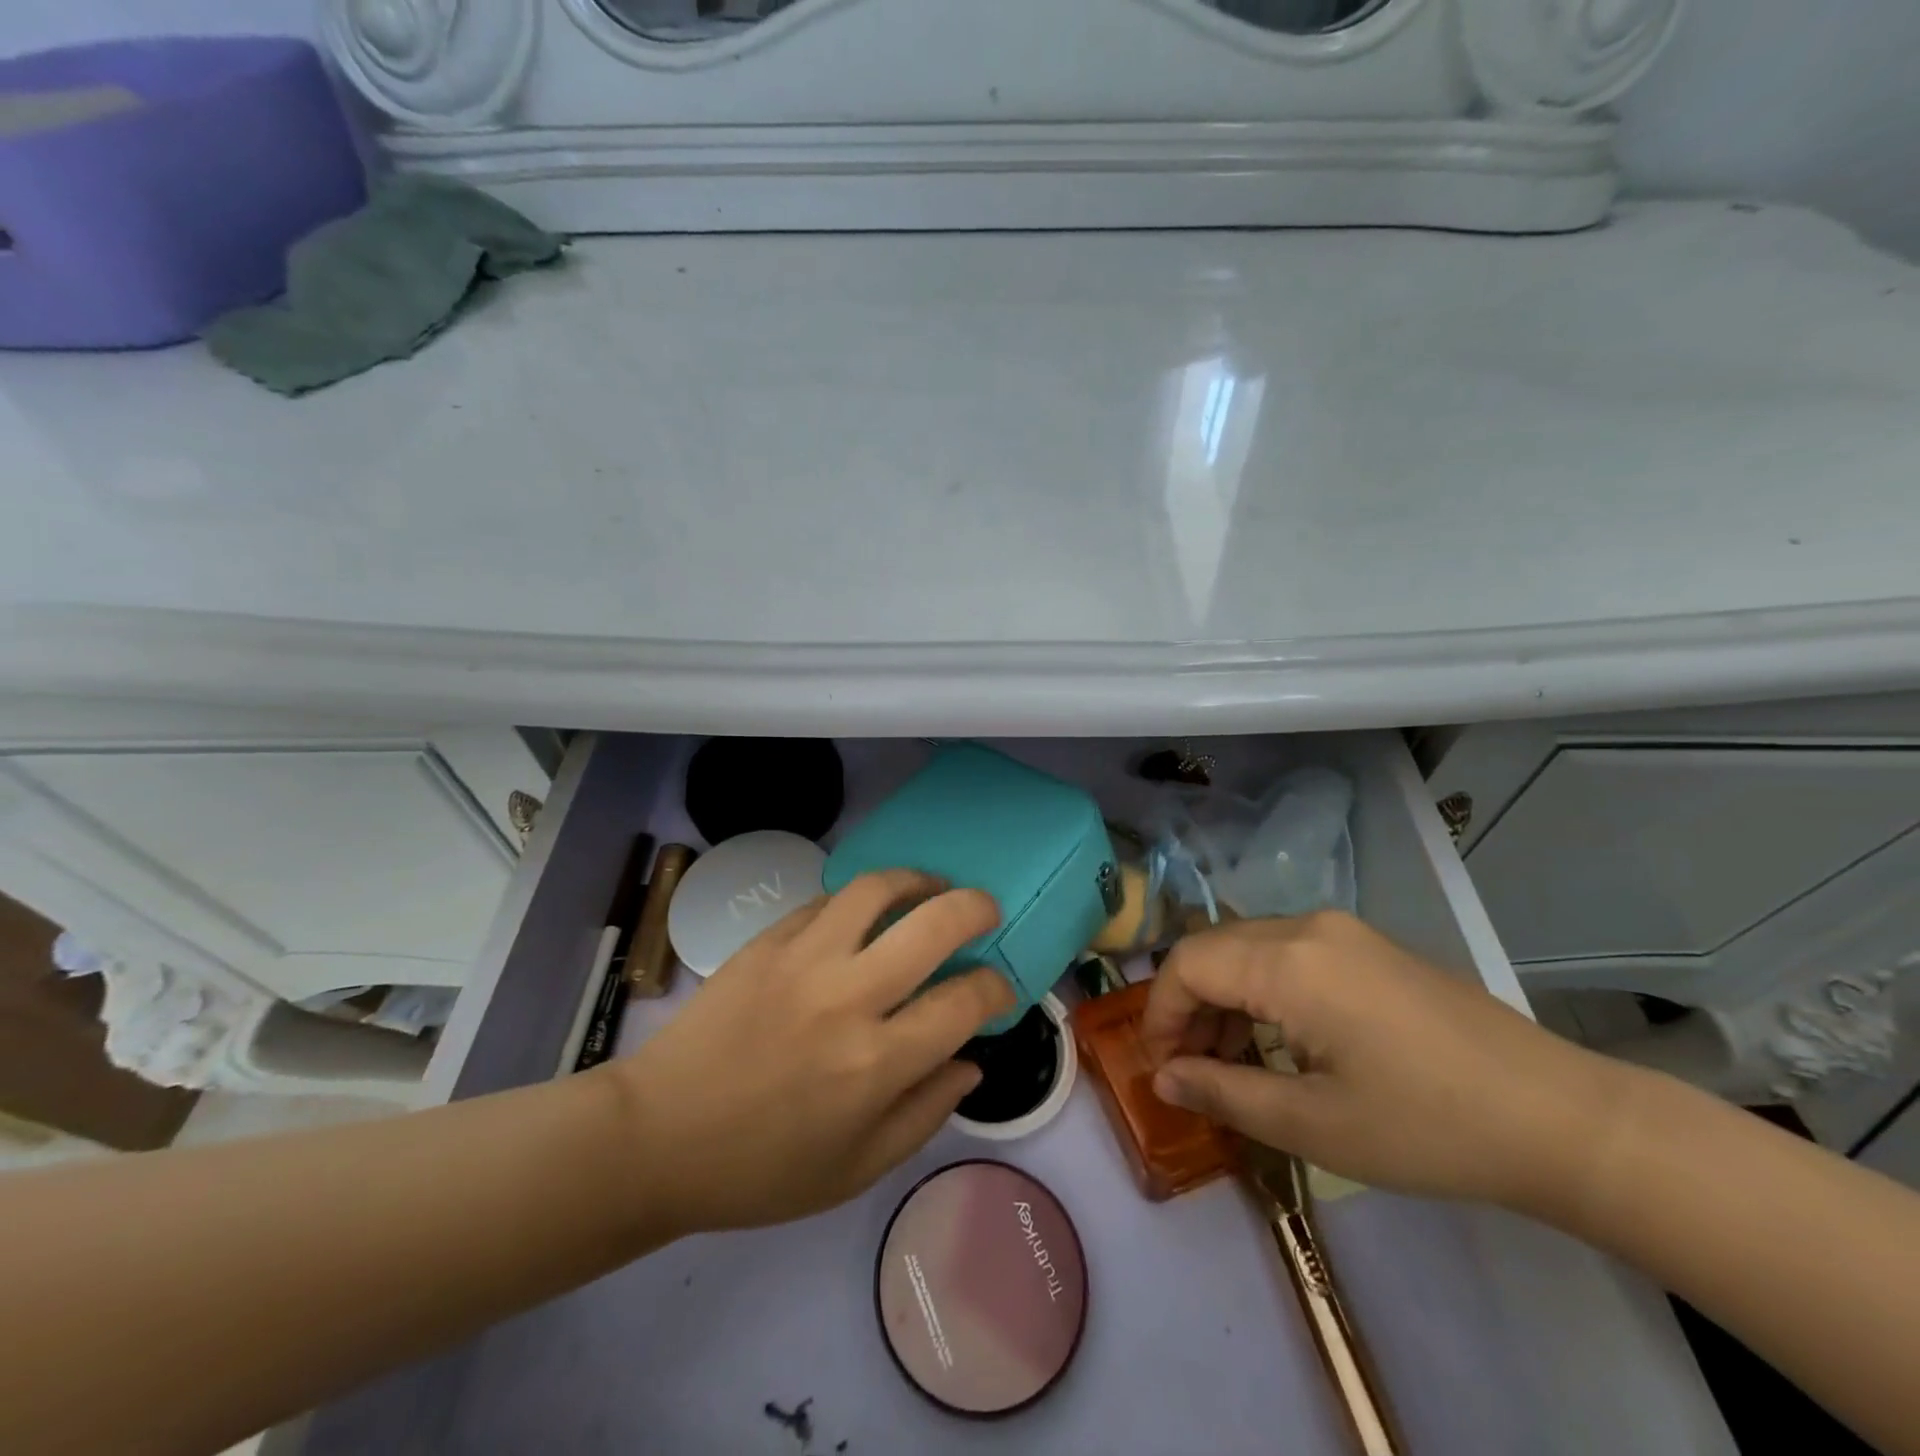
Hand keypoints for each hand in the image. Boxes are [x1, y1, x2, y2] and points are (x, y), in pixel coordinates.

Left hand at [608, 871, 1014, 1238]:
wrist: (657, 1136)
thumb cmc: (761, 1169)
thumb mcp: (857, 1169)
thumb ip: (926, 1113)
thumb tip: (971, 1062)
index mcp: (876, 1063)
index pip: (963, 1002)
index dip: (995, 989)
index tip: (998, 990)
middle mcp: (847, 997)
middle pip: (934, 924)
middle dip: (975, 908)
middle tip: (985, 911)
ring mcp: (803, 959)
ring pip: (877, 889)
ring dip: (917, 880)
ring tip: (931, 888)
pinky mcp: (767, 942)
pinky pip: (826, 901)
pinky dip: (859, 900)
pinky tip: (865, 913)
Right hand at [1141, 911, 1629, 1214]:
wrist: (1560, 1118)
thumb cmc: (1427, 1127)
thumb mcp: (1314, 1123)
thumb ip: (1223, 1093)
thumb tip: (1163, 1078)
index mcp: (1288, 961)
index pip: (1187, 965)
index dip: (1159, 1013)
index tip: (1159, 1067)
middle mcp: (1307, 927)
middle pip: (1213, 949)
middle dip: (1188, 1006)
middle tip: (1190, 1070)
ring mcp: (1342, 931)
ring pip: (1248, 948)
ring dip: (1224, 997)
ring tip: (1232, 1062)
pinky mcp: (1367, 946)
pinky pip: (1287, 953)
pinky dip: (1262, 990)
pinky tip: (1281, 1040)